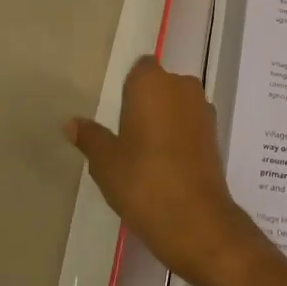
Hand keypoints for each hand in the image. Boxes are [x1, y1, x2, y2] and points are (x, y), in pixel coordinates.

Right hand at [68, 56, 260, 284]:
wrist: (195, 219)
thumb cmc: (143, 181)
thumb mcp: (106, 161)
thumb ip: (90, 137)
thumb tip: (71, 123)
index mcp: (152, 82)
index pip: (141, 67)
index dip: (130, 86)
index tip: (117, 108)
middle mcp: (182, 86)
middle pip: (161, 84)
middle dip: (147, 102)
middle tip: (126, 132)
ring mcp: (203, 109)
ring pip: (178, 104)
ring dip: (164, 118)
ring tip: (143, 150)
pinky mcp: (215, 134)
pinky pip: (190, 123)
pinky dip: (179, 135)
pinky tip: (165, 162)